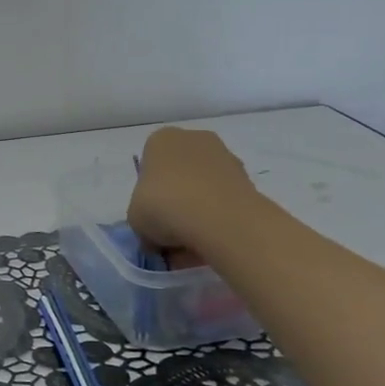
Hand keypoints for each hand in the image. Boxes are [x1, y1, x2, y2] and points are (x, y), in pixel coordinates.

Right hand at [126, 127, 259, 255]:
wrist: (220, 219)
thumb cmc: (163, 206)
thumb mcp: (135, 219)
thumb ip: (143, 221)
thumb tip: (156, 238)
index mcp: (161, 140)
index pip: (149, 166)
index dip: (148, 195)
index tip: (151, 218)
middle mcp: (194, 140)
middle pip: (179, 175)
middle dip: (175, 202)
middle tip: (171, 233)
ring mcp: (225, 157)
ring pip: (204, 189)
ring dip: (198, 213)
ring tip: (193, 246)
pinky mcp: (249, 179)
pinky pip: (225, 201)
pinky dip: (218, 219)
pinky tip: (212, 243)